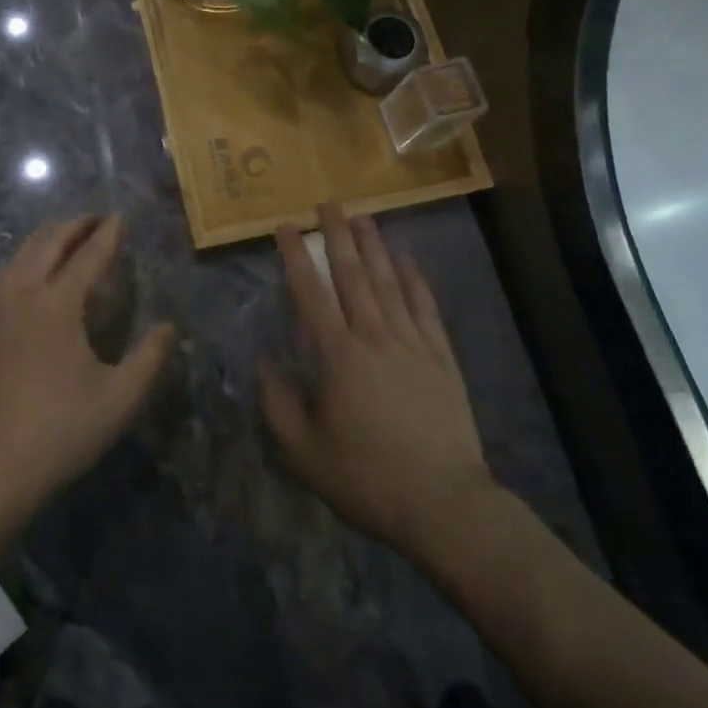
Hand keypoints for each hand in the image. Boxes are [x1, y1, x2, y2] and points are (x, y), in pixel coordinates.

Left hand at [0, 215, 176, 516]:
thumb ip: (149, 359)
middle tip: (96, 218)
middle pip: (48, 243)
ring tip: (64, 233)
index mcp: (58, 305)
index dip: (108, 235)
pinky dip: (18, 261)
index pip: (88, 256)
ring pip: (20, 254)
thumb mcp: (119, 399)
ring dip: (46, 237)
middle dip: (74, 225)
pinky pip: (0, 278)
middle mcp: (24, 295)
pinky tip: (23, 270)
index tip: (121, 215)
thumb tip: (168, 327)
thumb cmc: (61, 431)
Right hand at [258, 204, 496, 560]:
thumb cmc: (367, 477)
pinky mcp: (441, 357)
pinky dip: (416, 280)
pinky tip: (408, 259)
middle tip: (328, 203)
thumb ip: (278, 404)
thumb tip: (264, 363)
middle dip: (337, 235)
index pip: (310, 292)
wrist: (443, 504)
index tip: (287, 225)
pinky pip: (425, 307)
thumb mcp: (305, 453)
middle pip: (353, 274)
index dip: (296, 255)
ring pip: (389, 282)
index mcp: (338, 355)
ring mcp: (412, 343)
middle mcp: (374, 336)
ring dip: (374, 247)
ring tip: (362, 216)